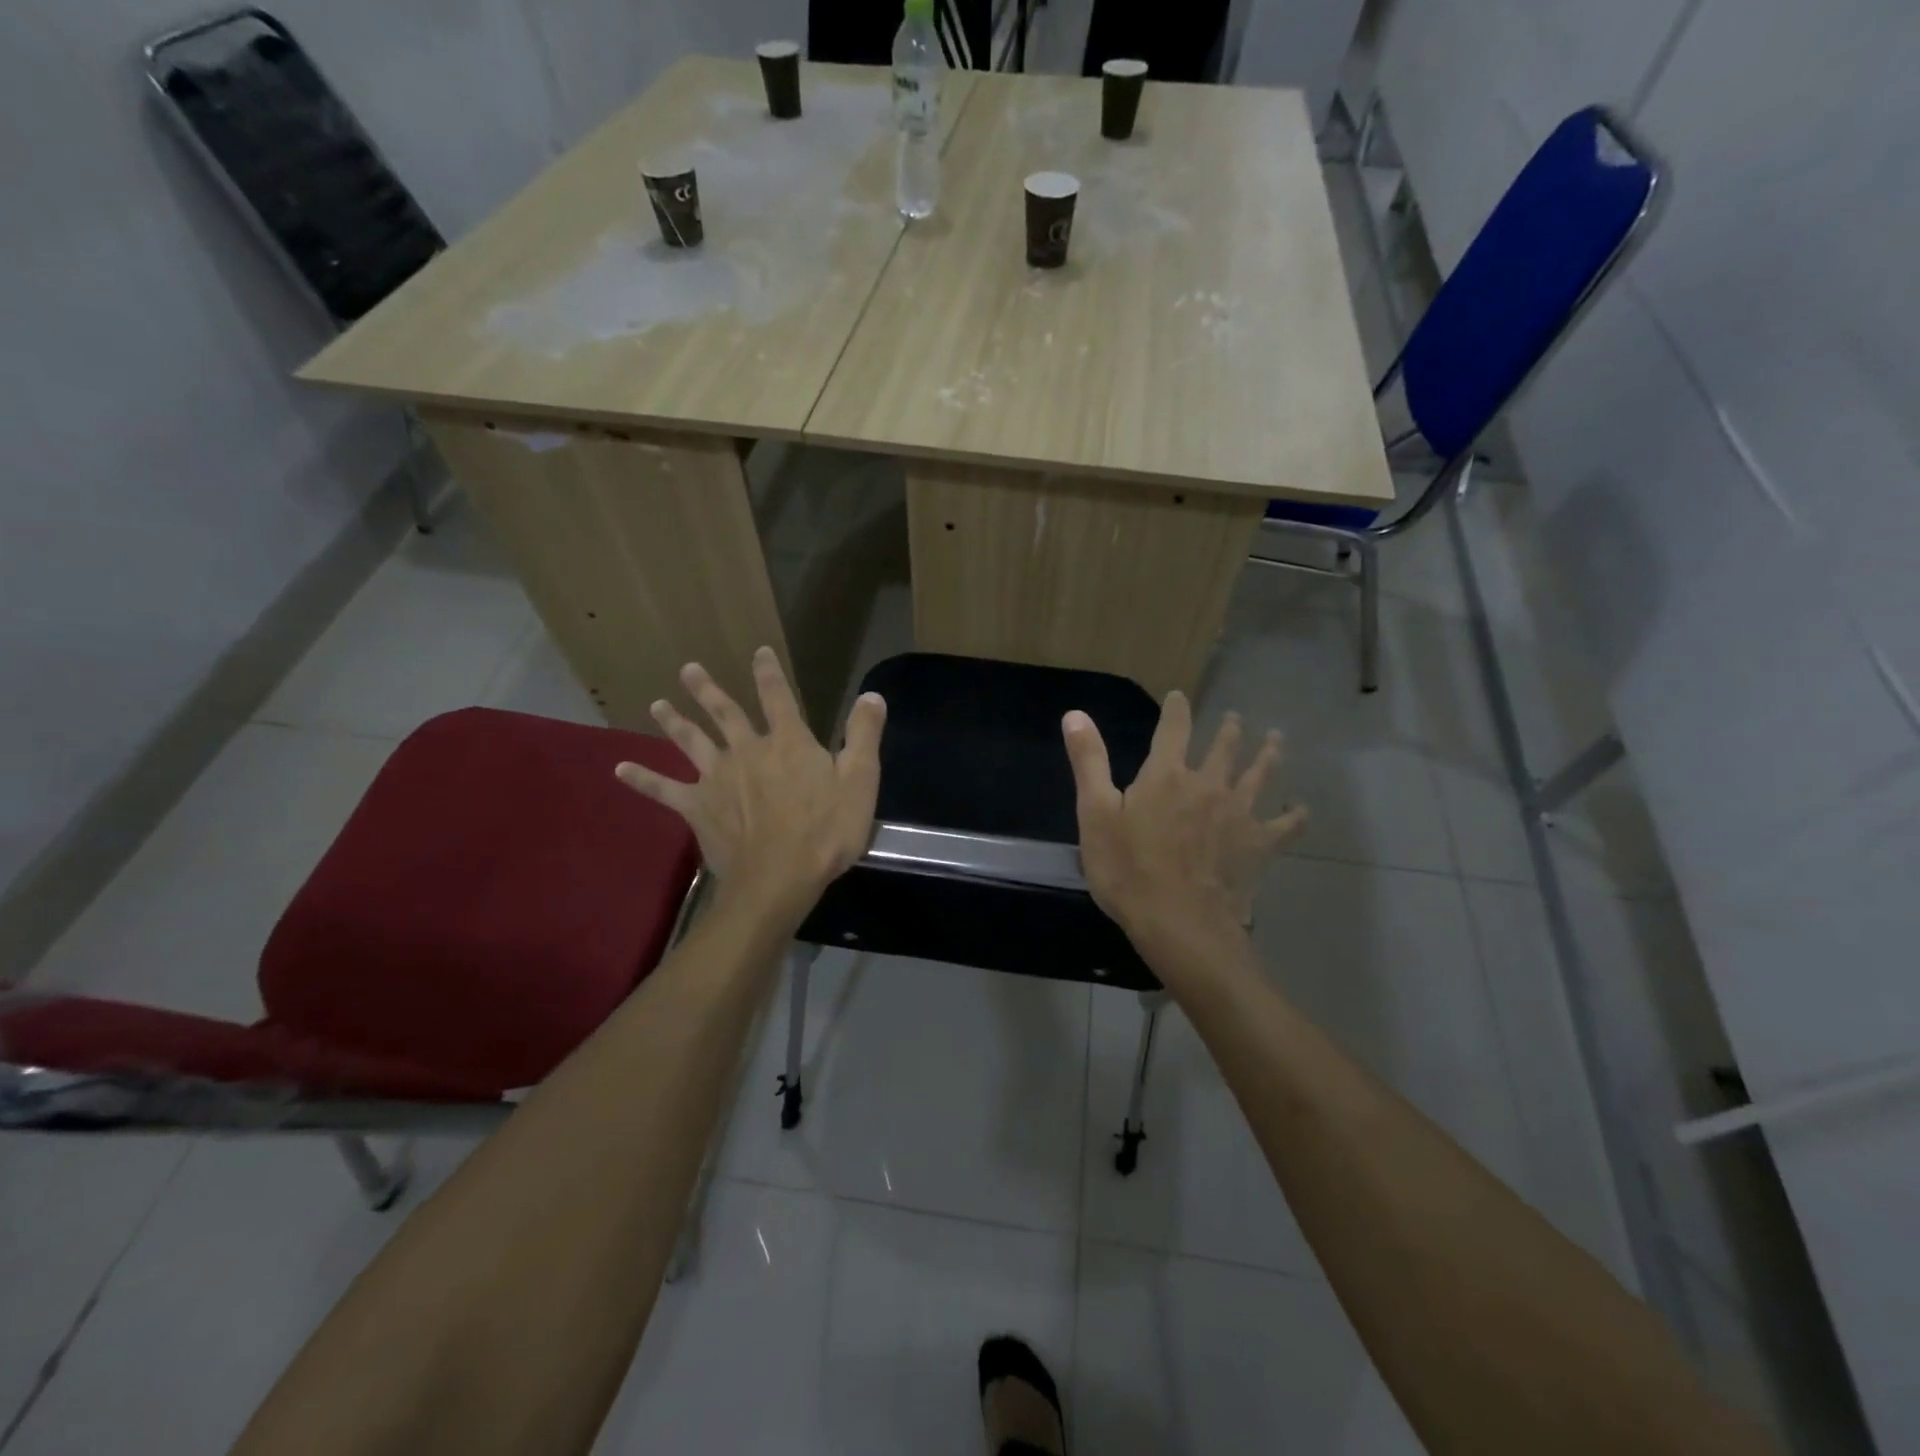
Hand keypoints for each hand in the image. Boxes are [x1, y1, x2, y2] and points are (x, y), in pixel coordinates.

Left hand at [615, 647, 885, 923]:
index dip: (769, 672)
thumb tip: (872, 694)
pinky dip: (642, 779)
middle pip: (725, 713)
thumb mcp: (861, 780)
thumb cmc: (826, 830)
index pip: (778, 697)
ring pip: (692, 742)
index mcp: (788, 742)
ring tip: (657, 704)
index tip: (759, 651)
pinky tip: (619, 769)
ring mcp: (717, 778)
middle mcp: (747, 750)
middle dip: (707, 690)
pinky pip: (664, 790)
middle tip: (688, 669)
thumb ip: (864, 734)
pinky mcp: (697, 807)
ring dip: (674, 721)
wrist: (779, 877)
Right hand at [1063, 692, 1305, 965]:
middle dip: (1229, 730)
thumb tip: (1075, 713)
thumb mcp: (1095, 814)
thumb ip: (1089, 761)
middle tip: (1236, 718)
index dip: (1176, 709)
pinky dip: (1295, 814)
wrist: (1180, 924)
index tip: (1179, 696)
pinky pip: (1285, 824)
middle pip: (1224, 748)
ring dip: (1268, 755)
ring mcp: (1239, 813)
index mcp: (1166, 774)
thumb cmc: (1128, 870)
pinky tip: (1301, 808)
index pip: (1174, 728)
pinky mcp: (1259, 844)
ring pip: (1259, 775)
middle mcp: (1208, 784)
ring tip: (1276, 740)